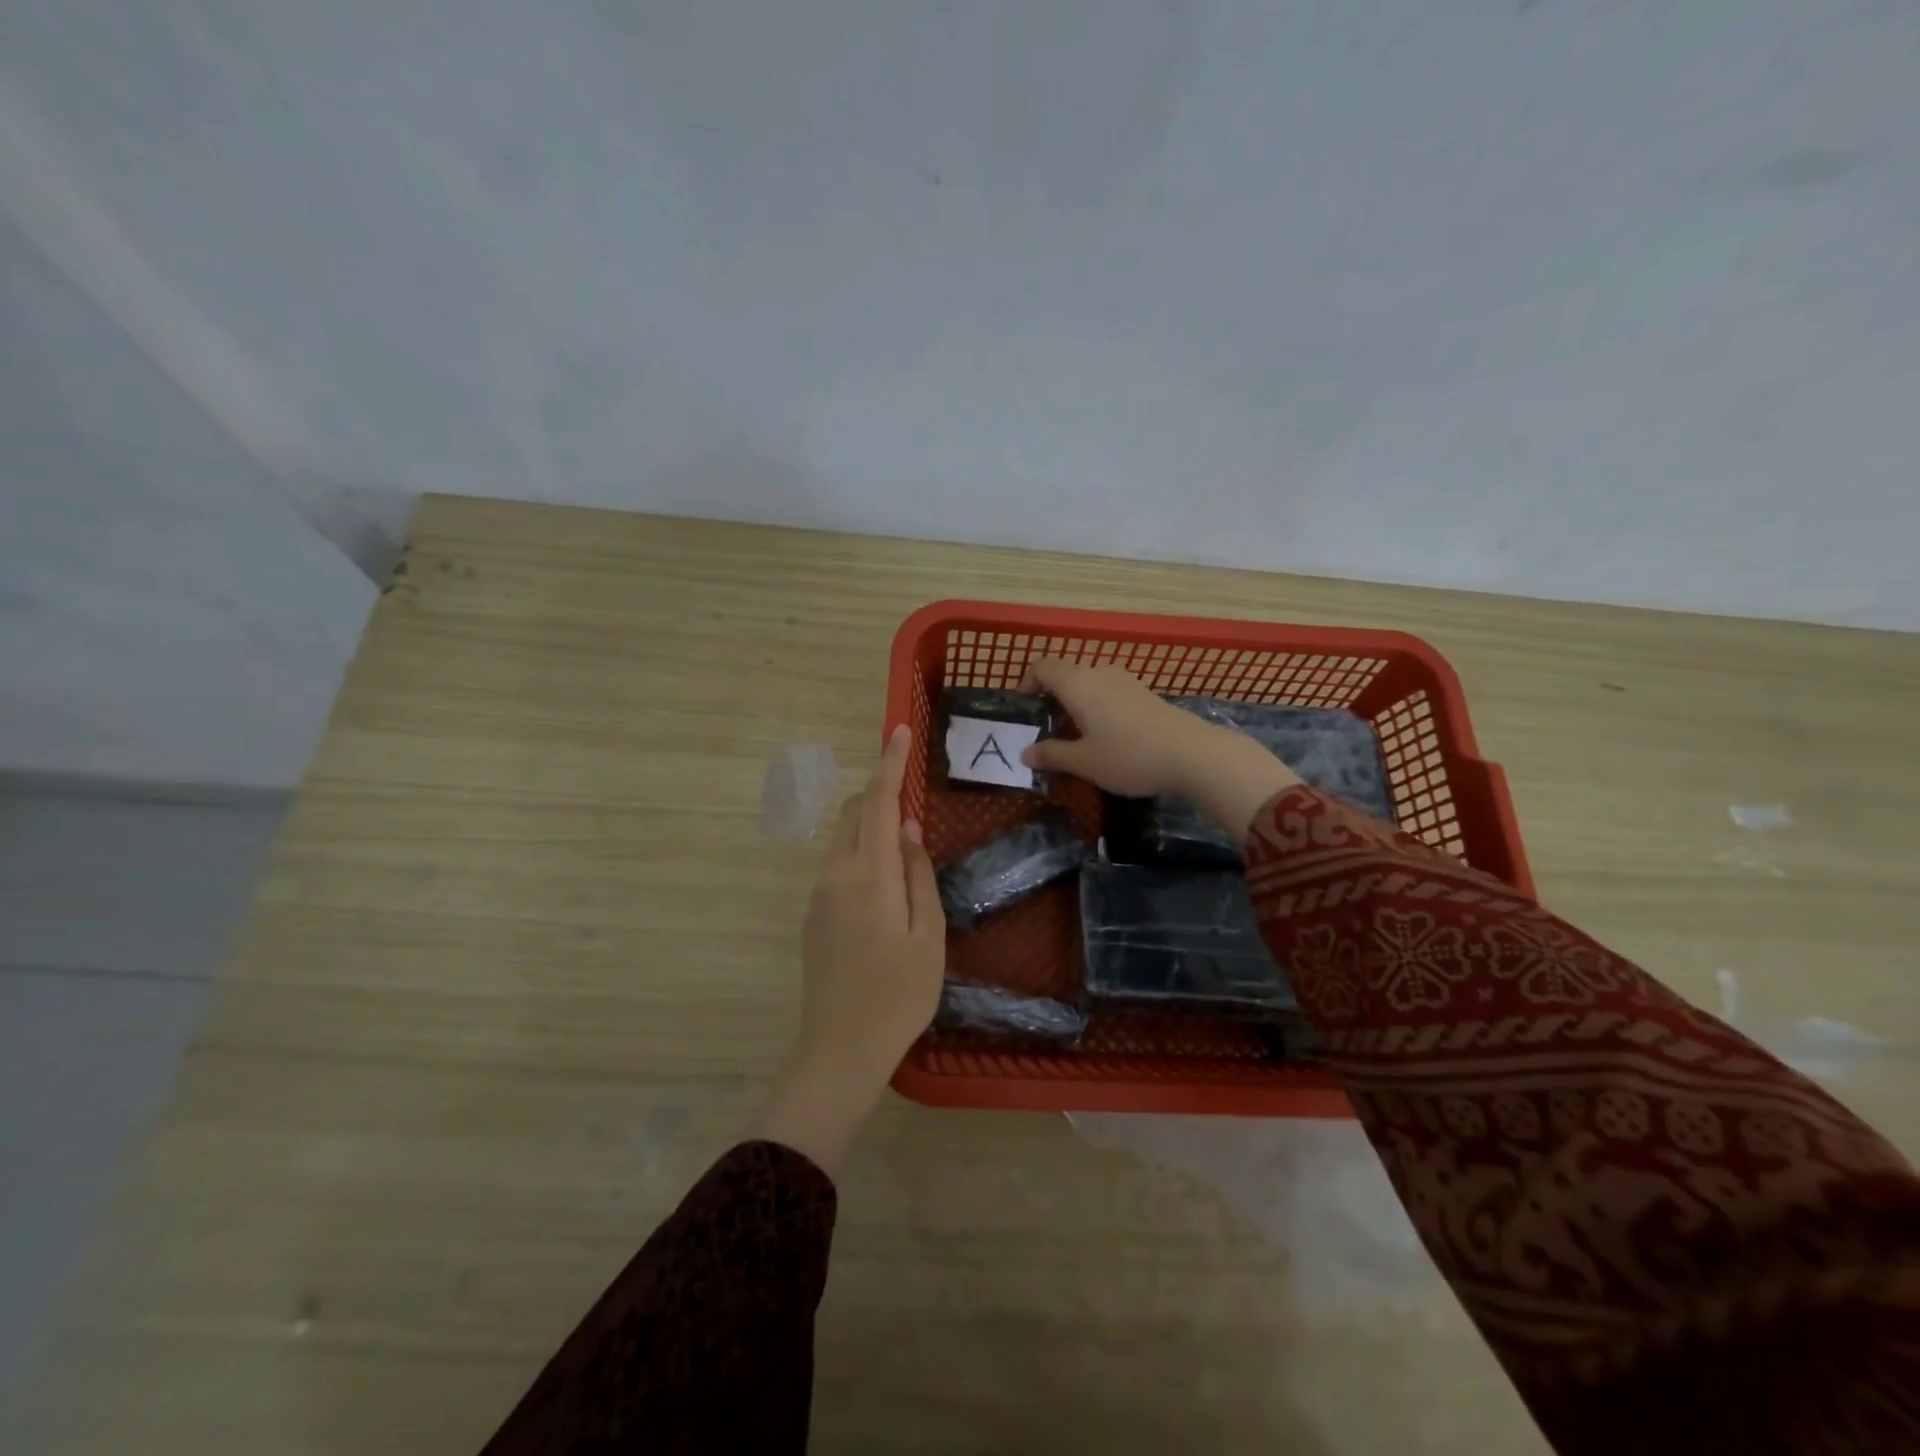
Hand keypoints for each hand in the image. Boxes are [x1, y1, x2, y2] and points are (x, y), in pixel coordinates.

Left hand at [751, 724, 944, 1176]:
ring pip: (844, 837)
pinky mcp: (813, 913)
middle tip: (913, 794)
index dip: (889, 763)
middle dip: (880, 791)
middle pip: (855, 812)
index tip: (898, 730)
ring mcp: (819, 893)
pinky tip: (885, 880)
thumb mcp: (928, 934)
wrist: (840, 1048)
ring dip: (871, 822)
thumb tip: (908, 829)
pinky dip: (861, 850)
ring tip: (905, 842)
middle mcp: (836, 873)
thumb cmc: (899, 993)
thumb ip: (918, 874)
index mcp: (869, 874)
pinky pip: (838, 863)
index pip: (879, 802)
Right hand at [1019, 658, 1299, 839]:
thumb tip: (1026, 754)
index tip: (1025, 709)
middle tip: (1046, 729)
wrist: (1192, 754)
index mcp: (1077, 684)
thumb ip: (1052, 755)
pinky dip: (1096, 706)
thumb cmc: (1128, 756)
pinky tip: (1104, 735)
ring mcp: (1124, 680)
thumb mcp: (1084, 762)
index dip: (1027, 683)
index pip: (1042, 667)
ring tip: (1074, 736)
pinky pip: (1107, 691)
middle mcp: (1098, 673)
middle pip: (1065, 674)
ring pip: (1088, 683)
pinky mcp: (1143, 693)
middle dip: (1050, 697)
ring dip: (1075, 703)